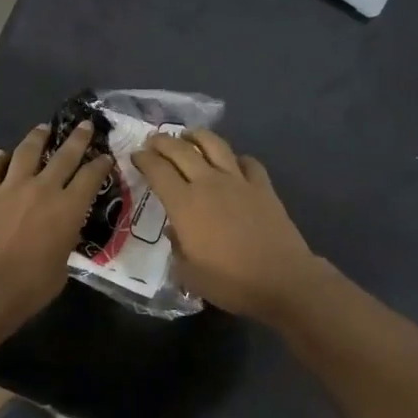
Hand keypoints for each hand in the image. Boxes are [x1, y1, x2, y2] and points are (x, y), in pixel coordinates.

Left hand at [0, 121, 113, 327]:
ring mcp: (8, 189)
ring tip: (42, 129)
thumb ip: (63, 243)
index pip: (91, 177)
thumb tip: (58, 236)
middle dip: (77, 139)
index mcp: (68, 209)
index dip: (101, 164)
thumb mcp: (61, 267)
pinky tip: (0, 155)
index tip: (106, 156)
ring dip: (36, 138)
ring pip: (25, 153)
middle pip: (64, 156)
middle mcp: (42, 190)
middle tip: (83, 125)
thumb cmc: (29, 288)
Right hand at [134, 130, 320, 319]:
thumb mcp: (189, 274)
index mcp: (184, 204)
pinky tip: (232, 163)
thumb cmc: (230, 282)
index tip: (136, 155)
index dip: (143, 159)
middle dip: (163, 141)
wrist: (282, 280)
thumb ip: (177, 247)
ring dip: (197, 136)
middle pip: (181, 150)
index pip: (157, 170)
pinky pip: (247, 162)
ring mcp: (238, 181)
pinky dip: (235, 158)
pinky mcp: (263, 186)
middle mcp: (209, 183)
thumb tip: (176, 231)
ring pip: (214, 145)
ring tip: (188, 136)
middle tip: (153, 140)